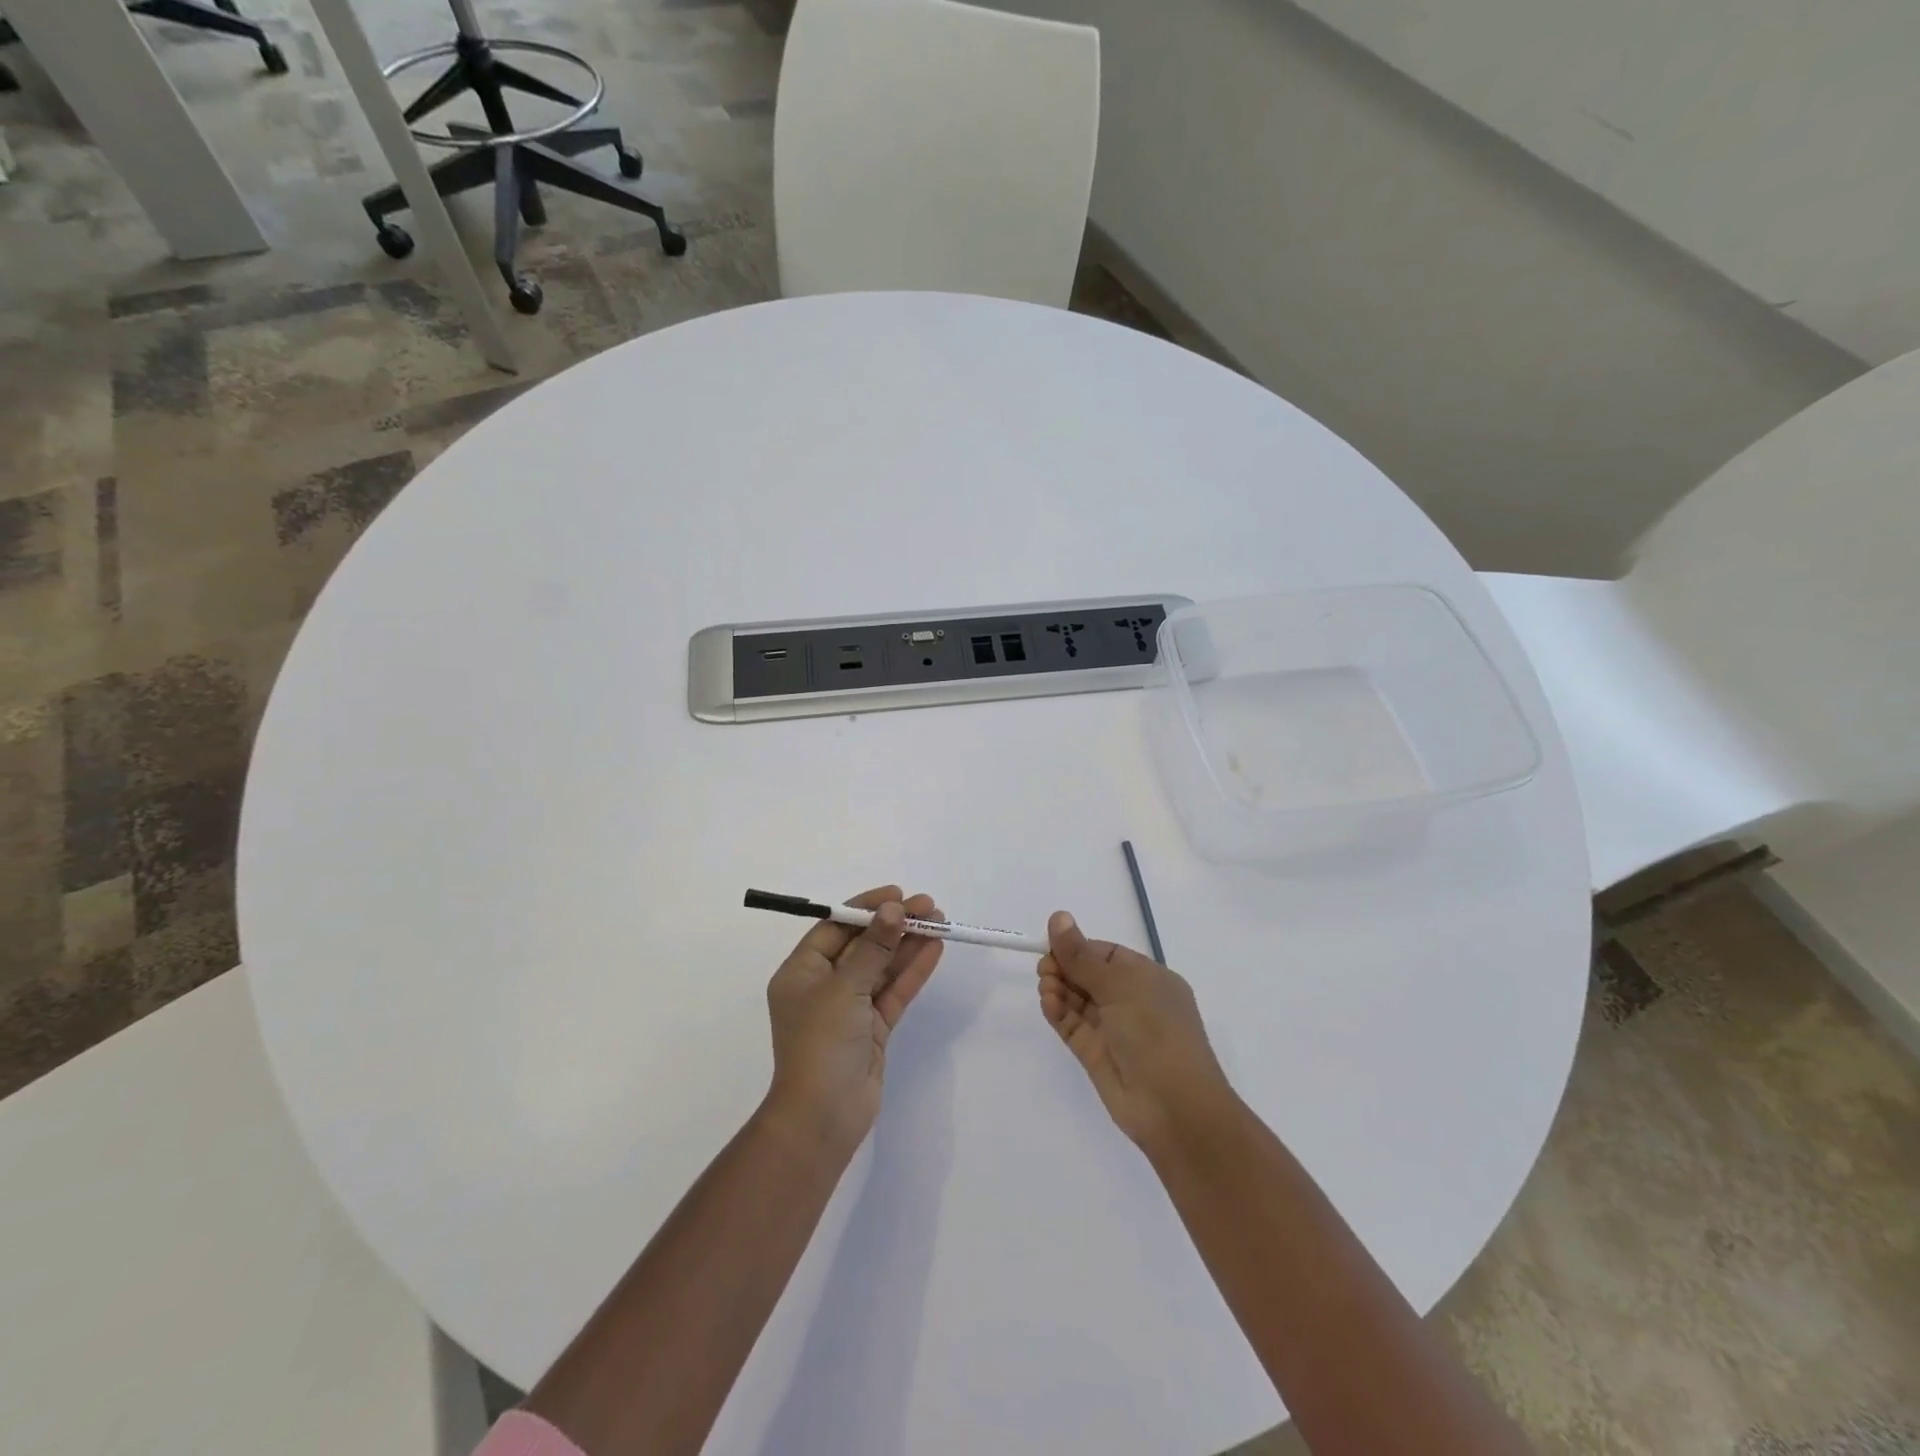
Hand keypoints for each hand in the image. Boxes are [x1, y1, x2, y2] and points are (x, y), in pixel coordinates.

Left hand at [763, 886, 943, 1156]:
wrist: (823, 1117)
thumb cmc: (821, 1043)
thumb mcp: (844, 988)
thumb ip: (873, 947)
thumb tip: (893, 909)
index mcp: (802, 972)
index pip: (835, 928)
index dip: (865, 908)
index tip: (897, 895)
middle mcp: (824, 986)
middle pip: (863, 945)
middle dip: (894, 924)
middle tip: (928, 906)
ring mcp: (849, 1008)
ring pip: (882, 967)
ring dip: (908, 944)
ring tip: (939, 920)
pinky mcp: (872, 1028)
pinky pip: (893, 991)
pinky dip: (913, 971)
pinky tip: (934, 949)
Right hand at [1037, 911, 1236, 1150]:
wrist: (1174, 1108)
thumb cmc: (1155, 1032)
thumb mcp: (1119, 985)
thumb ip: (1081, 954)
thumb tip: (1058, 916)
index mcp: (1149, 979)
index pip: (1106, 954)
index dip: (1078, 948)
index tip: (1051, 945)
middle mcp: (1132, 1002)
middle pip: (1088, 976)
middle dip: (1064, 968)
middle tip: (1045, 969)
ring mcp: (1114, 1030)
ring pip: (1078, 1000)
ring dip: (1059, 989)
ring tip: (1046, 988)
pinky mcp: (1096, 1055)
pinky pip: (1073, 1026)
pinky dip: (1058, 1012)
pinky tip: (1048, 1003)